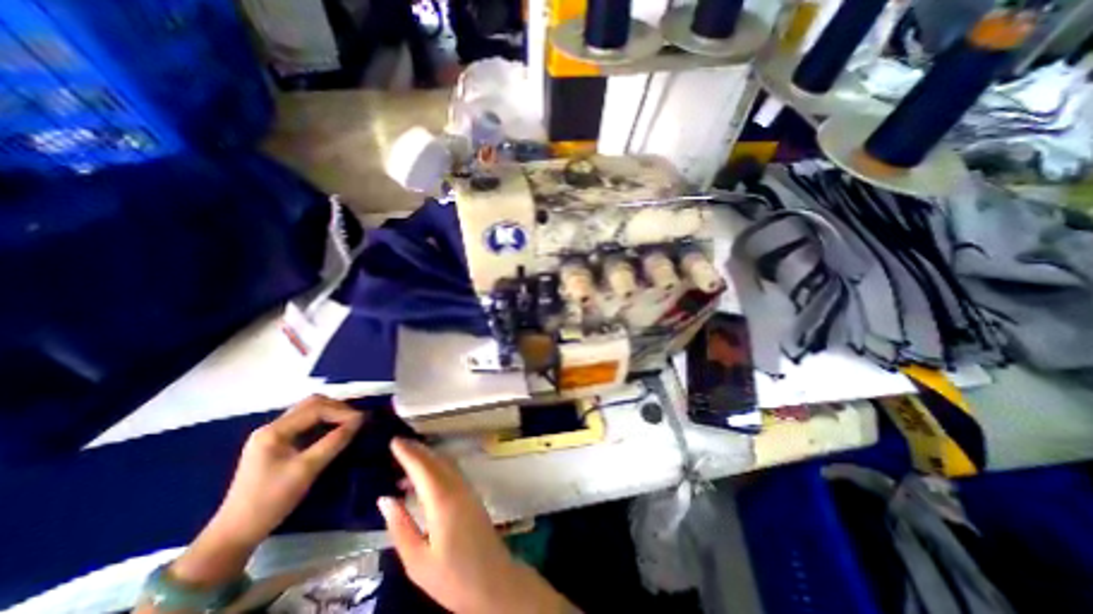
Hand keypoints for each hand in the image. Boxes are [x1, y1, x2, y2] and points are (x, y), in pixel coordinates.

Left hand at [167, 396, 362, 587]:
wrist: (234, 535)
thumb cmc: (269, 502)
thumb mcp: (307, 469)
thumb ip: (334, 441)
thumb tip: (360, 420)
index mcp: (274, 432)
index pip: (316, 407)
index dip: (343, 409)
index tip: (365, 419)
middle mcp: (272, 429)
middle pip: (312, 405)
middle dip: (340, 407)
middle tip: (362, 417)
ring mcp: (273, 438)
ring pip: (310, 414)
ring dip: (333, 414)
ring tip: (355, 422)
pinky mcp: (277, 447)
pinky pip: (307, 426)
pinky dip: (325, 424)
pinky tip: (339, 432)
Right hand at [378, 440, 573, 611]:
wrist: (493, 581)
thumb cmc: (452, 576)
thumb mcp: (417, 560)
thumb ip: (400, 526)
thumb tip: (385, 499)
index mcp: (442, 500)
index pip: (423, 468)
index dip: (408, 453)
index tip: (394, 441)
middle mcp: (457, 488)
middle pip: (436, 461)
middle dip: (417, 450)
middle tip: (398, 443)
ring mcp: (467, 490)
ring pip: (445, 464)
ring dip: (427, 458)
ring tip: (404, 461)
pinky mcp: (472, 496)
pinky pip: (451, 473)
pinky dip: (435, 468)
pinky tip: (422, 482)